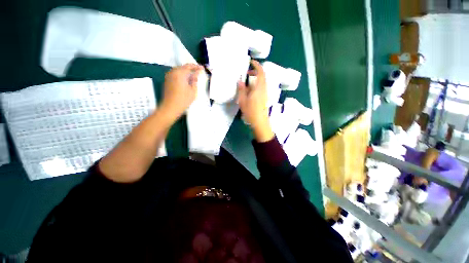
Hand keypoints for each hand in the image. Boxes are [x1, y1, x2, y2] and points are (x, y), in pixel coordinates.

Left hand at [160, 64, 203, 121]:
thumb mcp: (192, 90)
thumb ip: (195, 80)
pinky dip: (181, 74)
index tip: (202, 68)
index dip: (196, 67)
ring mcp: (169, 76)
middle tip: (198, 71)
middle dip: (191, 68)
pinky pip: (175, 74)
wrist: (170, 107)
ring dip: (186, 71)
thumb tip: (197, 73)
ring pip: (179, 70)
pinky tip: (186, 79)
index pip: (189, 66)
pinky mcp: (167, 80)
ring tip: (193, 74)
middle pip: (183, 67)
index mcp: (180, 73)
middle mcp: (173, 72)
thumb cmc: (183, 100)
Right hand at [237, 60, 273, 141]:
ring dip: (256, 78)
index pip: (261, 73)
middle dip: (256, 72)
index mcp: (259, 88)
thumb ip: (242, 90)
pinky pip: (261, 87)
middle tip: (247, 73)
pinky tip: (250, 89)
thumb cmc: (251, 111)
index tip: (251, 62)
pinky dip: (256, 84)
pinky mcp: (264, 97)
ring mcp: (265, 93)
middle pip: (262, 76)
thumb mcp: (243, 101)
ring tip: (247, 81)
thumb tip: (240, 81)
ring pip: (262, 82)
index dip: (257, 65)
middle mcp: (264, 89)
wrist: (260, 122)